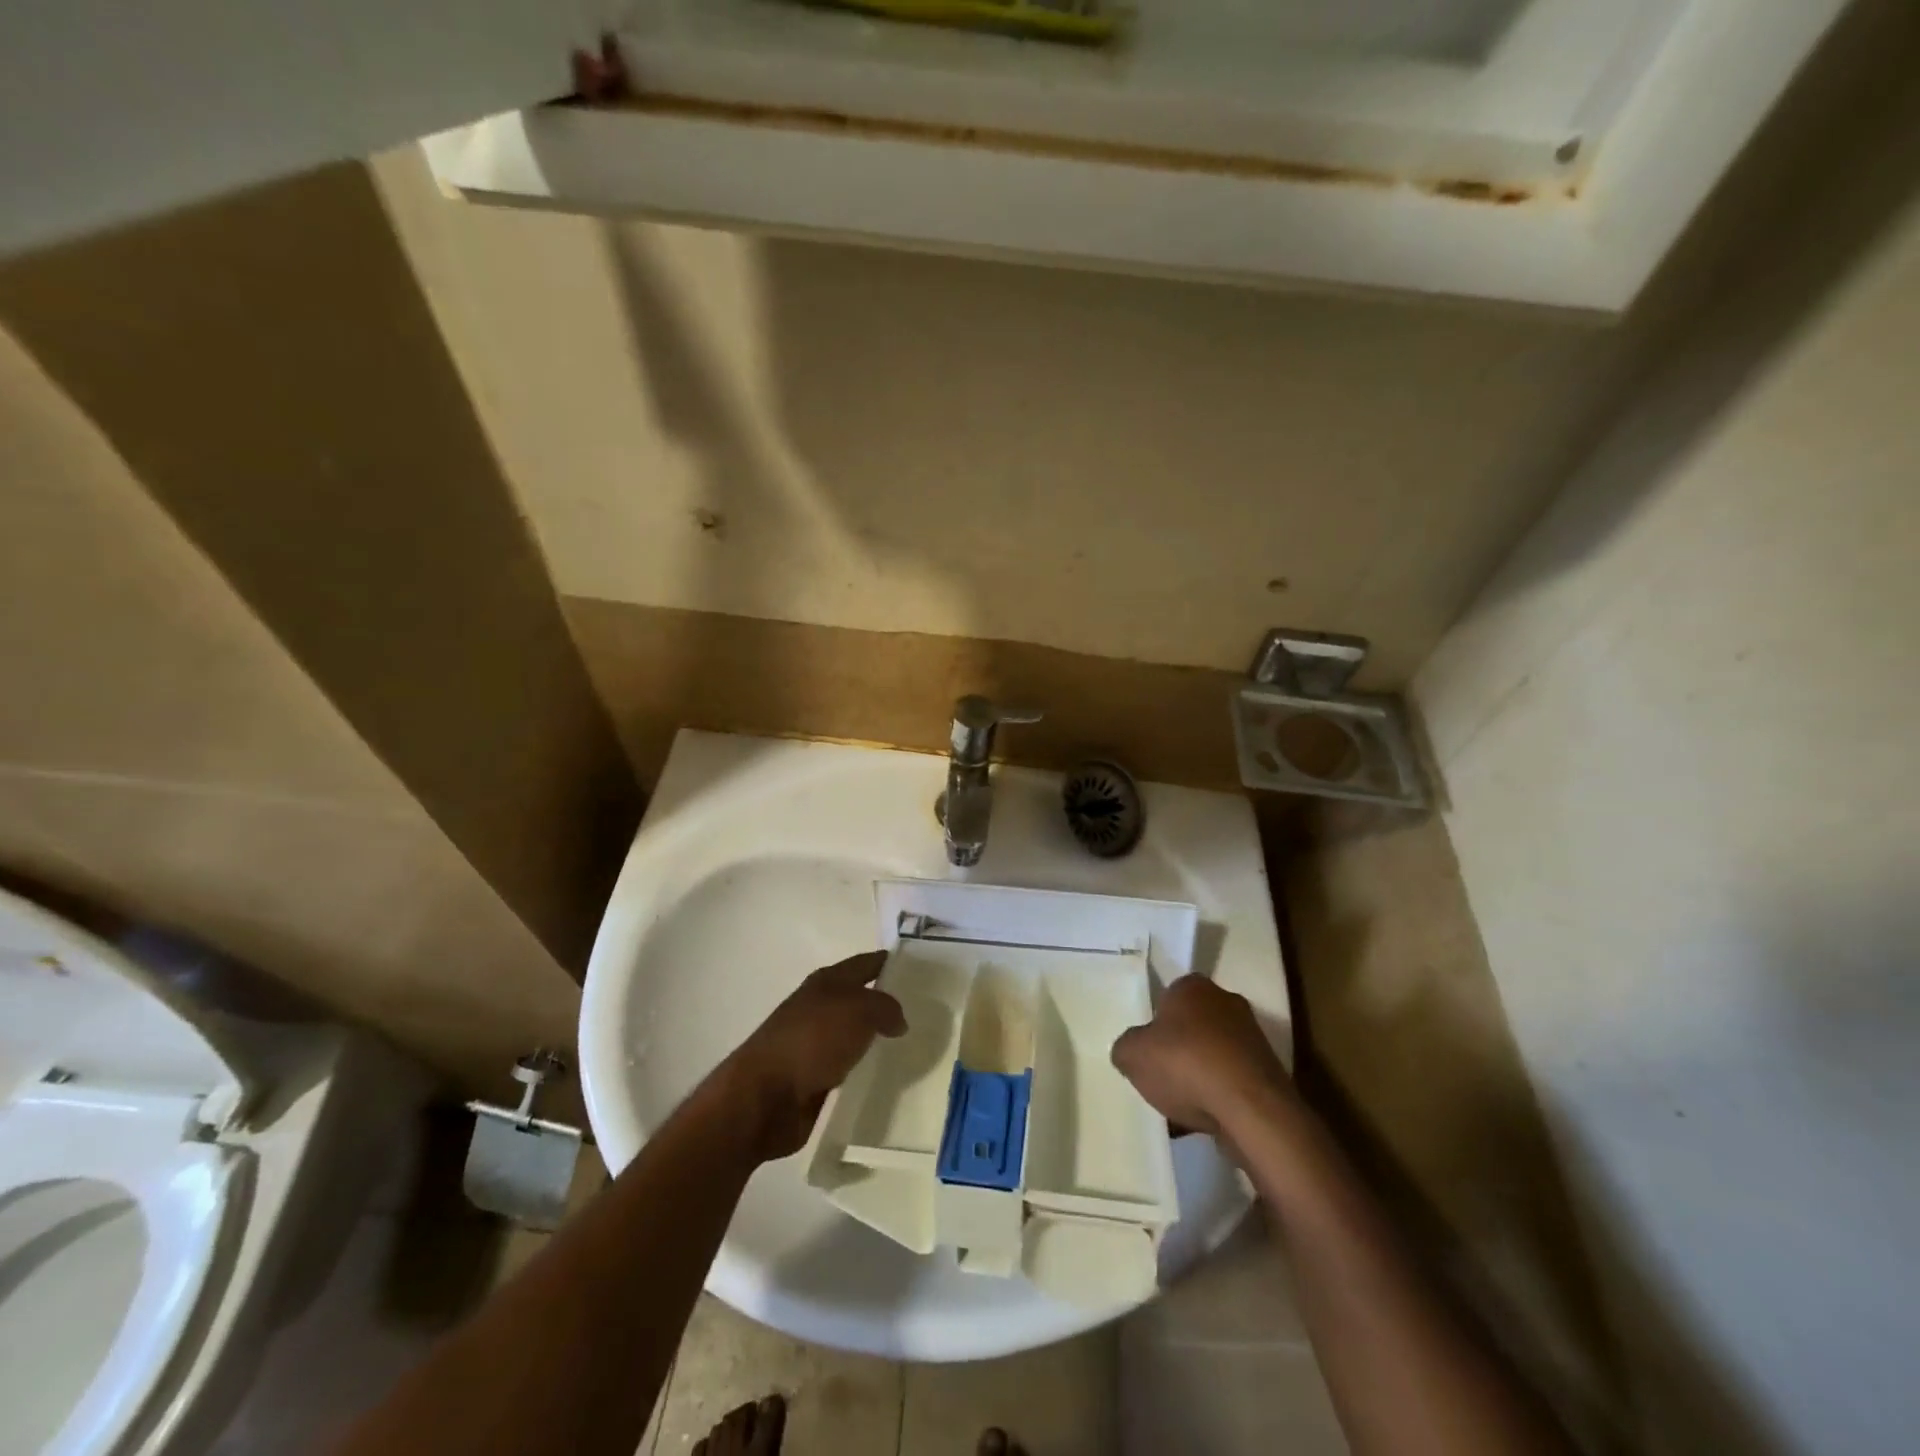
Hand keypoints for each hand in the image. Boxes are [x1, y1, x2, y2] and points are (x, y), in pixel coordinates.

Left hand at [713, 951, 905, 1161]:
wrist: (764, 1097)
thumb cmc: (812, 1040)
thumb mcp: (858, 1011)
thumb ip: (886, 1008)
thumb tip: (898, 1020)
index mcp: (827, 981)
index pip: (866, 963)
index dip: (890, 962)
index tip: (919, 969)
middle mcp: (820, 1007)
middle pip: (861, 999)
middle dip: (888, 1003)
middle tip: (925, 1012)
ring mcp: (815, 1043)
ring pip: (856, 1034)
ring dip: (877, 1038)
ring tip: (913, 1046)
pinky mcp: (814, 1077)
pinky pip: (848, 1066)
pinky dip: (865, 1068)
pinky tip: (887, 1076)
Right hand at [1111, 976, 1293, 1138]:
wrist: (1251, 1109)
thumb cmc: (1185, 1064)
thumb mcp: (1132, 1054)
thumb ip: (1126, 1047)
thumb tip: (1131, 1050)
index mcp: (1193, 986)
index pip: (1169, 995)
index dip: (1156, 1022)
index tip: (1149, 1048)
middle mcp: (1226, 1001)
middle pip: (1193, 1024)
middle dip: (1179, 1047)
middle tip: (1162, 1074)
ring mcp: (1252, 1037)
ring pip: (1214, 1053)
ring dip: (1201, 1073)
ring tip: (1182, 1105)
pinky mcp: (1268, 1071)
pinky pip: (1233, 1079)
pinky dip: (1220, 1095)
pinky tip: (1205, 1118)